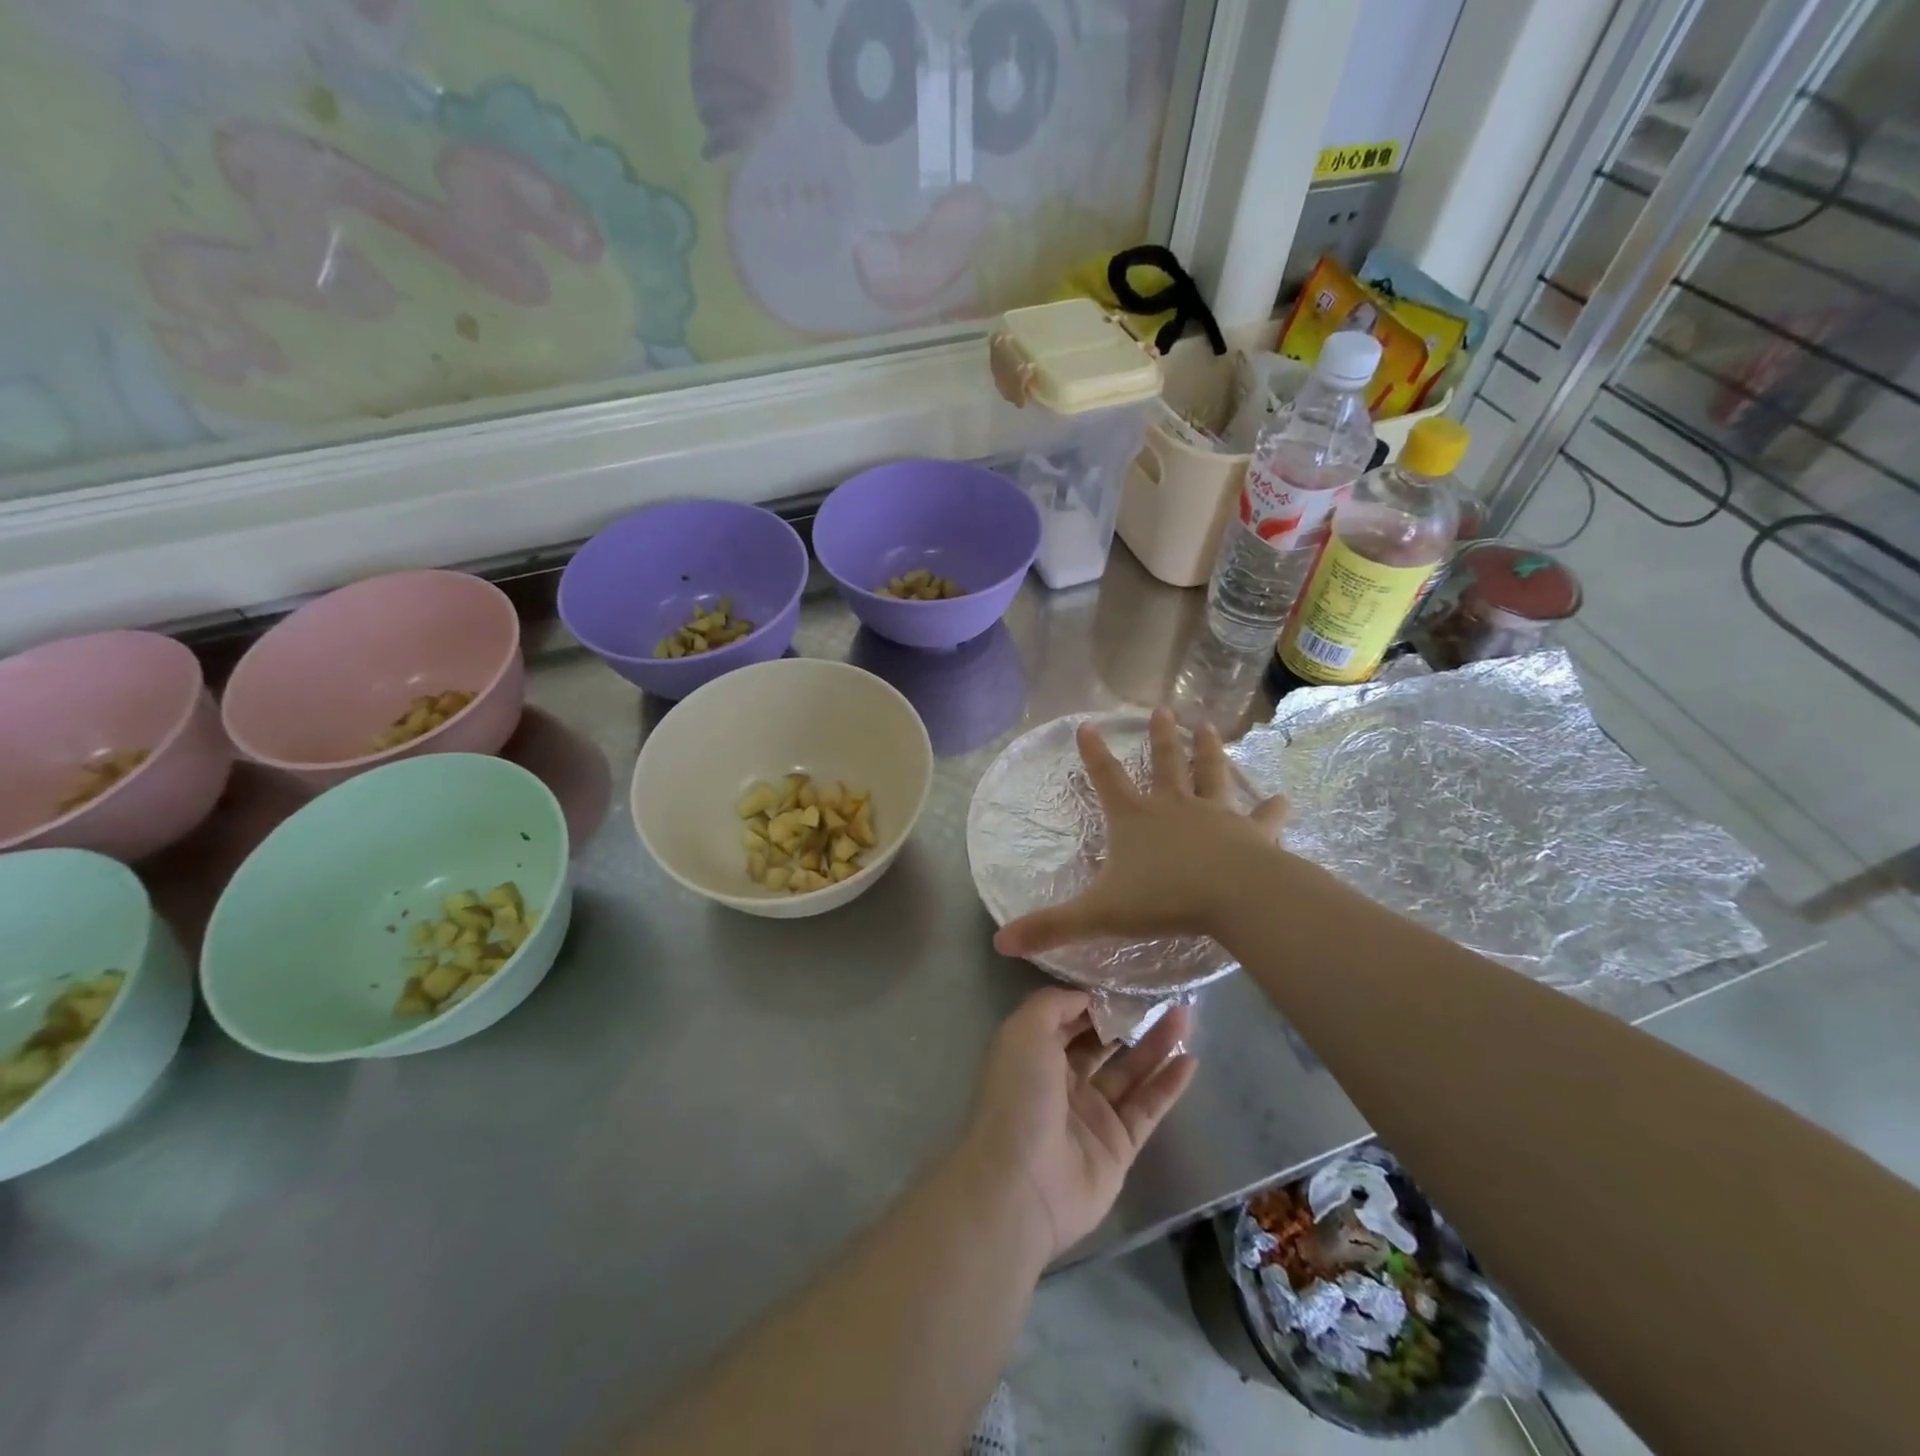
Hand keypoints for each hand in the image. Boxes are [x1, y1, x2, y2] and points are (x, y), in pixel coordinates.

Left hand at [961, 988, 1196, 1261]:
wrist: (1021, 1185)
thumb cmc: (1018, 1096)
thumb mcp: (1024, 1031)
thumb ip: (1054, 1004)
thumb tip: (1087, 996)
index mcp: (1033, 1053)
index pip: (1068, 1019)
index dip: (1094, 1000)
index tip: (1125, 979)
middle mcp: (1061, 1081)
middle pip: (1101, 1044)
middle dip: (1128, 1019)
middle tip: (1162, 994)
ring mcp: (1091, 1115)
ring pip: (1130, 1072)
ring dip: (1156, 1045)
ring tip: (1185, 1016)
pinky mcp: (1118, 1146)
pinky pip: (1147, 1108)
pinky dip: (1168, 1085)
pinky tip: (1190, 1059)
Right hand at [993, 707, 1288, 958]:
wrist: (1235, 897)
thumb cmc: (1164, 899)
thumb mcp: (1099, 914)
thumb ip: (1052, 926)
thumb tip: (1001, 942)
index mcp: (1135, 819)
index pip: (1106, 778)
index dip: (1094, 753)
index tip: (1086, 725)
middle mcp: (1174, 806)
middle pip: (1165, 763)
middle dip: (1161, 737)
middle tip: (1162, 709)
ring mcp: (1216, 815)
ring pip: (1211, 775)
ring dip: (1209, 750)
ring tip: (1208, 726)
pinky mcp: (1252, 833)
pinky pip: (1263, 818)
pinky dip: (1273, 809)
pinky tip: (1285, 799)